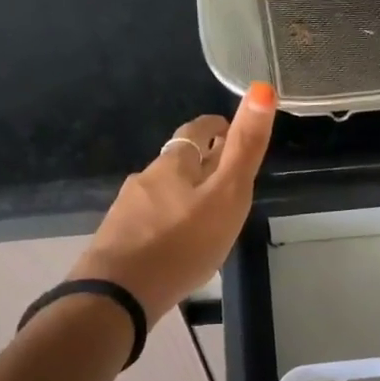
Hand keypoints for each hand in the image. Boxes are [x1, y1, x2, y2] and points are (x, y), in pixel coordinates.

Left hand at [68, 82, 276, 322]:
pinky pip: (149, 222)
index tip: (229, 130)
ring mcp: (128, 209)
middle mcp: (146, 178)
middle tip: (224, 175)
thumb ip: (245, 147)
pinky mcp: (118, 239)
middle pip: (177, 162)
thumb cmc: (182, 242)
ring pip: (161, 193)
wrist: (119, 293)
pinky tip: (175, 244)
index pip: (196, 131)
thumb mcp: (227, 195)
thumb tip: (261, 88)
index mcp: (174, 164)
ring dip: (182, 195)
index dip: (215, 127)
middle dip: (200, 163)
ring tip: (204, 215)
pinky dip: (166, 223)